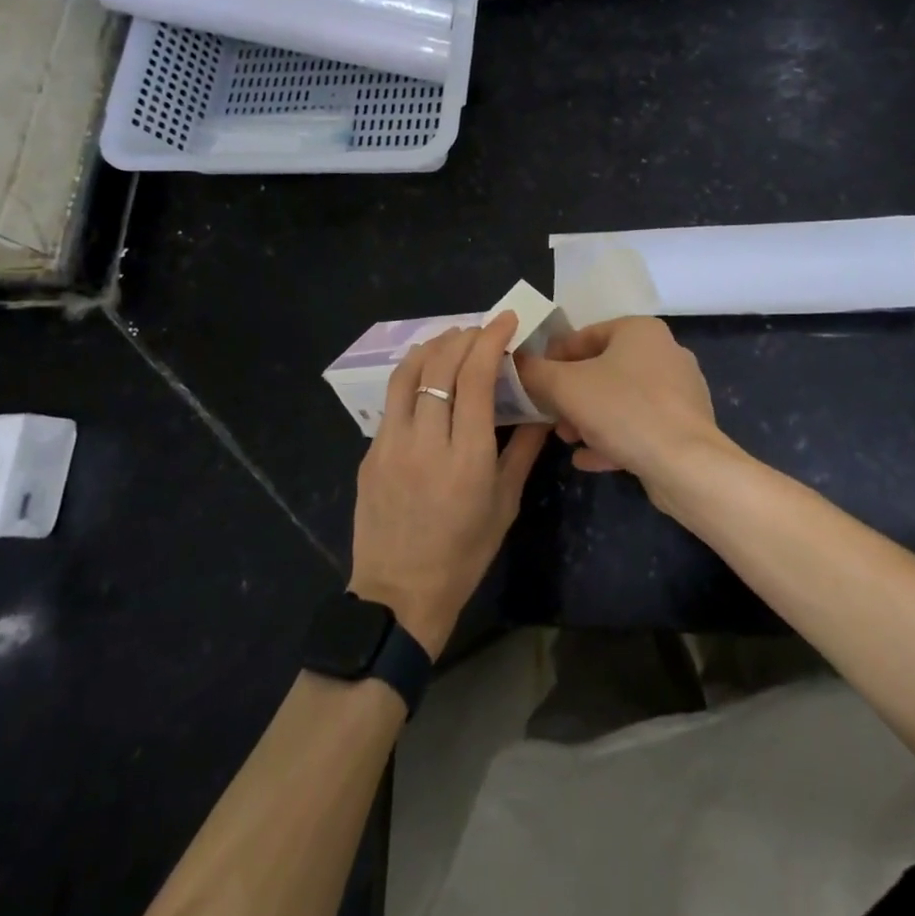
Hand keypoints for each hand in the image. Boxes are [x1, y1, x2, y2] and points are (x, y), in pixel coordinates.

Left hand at [348, 313, 547, 658]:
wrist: (399, 595)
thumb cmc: (463, 554)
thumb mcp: (505, 504)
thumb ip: (523, 449)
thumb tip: (543, 408)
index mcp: (465, 457)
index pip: (475, 378)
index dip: (491, 340)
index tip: (507, 320)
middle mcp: (424, 442)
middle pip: (440, 366)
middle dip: (464, 336)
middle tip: (483, 330)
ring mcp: (390, 445)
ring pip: (407, 374)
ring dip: (433, 347)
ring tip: (453, 340)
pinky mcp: (370, 452)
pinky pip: (393, 399)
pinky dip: (414, 375)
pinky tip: (428, 377)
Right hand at [514, 316, 735, 502]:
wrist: (686, 465)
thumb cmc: (623, 410)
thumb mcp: (566, 387)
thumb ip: (535, 372)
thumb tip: (516, 362)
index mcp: (640, 331)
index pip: (585, 335)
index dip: (553, 358)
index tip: (534, 382)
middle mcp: (664, 353)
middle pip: (603, 368)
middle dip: (571, 394)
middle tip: (550, 416)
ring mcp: (678, 391)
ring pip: (621, 399)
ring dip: (589, 418)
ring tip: (567, 439)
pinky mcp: (684, 426)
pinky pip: (640, 425)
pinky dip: (613, 438)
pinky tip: (588, 459)